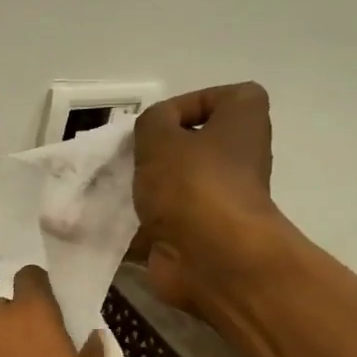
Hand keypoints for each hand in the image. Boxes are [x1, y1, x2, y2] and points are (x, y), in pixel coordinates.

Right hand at [132, 82, 281, 312]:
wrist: (210, 258)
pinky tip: (114, 221)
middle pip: (194, 144)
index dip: (187, 104)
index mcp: (243, 123)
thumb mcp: (159, 136)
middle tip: (129, 157)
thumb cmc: (192, 184)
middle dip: (157, 151)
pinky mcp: (201, 234)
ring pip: (177, 185)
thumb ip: (151, 122)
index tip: (156, 125)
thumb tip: (155, 132)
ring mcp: (221, 200)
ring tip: (115, 188)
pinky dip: (142, 223)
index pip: (223, 98)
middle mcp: (240, 158)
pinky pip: (167, 221)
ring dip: (146, 187)